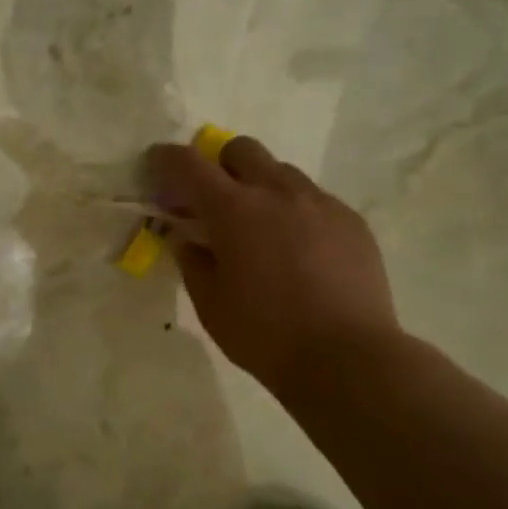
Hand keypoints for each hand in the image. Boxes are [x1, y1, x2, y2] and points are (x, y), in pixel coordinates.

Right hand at [145, 135, 399, 392]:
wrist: (347, 359)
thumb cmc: (265, 334)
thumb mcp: (210, 303)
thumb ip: (193, 261)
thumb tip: (188, 238)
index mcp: (233, 210)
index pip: (188, 164)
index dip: (165, 159)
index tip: (156, 166)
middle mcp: (276, 192)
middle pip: (240, 149)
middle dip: (219, 166)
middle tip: (215, 203)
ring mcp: (319, 202)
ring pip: (281, 171)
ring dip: (260, 187)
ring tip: (262, 229)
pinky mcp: (351, 220)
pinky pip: (315, 199)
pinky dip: (296, 211)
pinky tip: (300, 251)